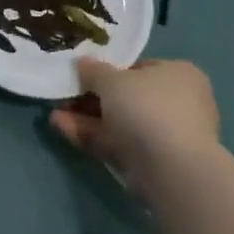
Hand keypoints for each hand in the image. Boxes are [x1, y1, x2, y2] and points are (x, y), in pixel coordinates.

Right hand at [50, 58, 220, 185]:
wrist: (171, 169)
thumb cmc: (146, 107)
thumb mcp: (111, 79)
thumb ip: (93, 70)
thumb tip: (82, 63)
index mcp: (178, 74)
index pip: (139, 68)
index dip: (107, 71)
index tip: (82, 76)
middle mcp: (178, 102)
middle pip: (126, 98)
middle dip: (90, 98)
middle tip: (64, 97)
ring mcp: (167, 135)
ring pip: (120, 123)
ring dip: (86, 118)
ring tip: (55, 115)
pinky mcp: (154, 163)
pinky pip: (120, 143)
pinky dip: (93, 136)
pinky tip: (63, 129)